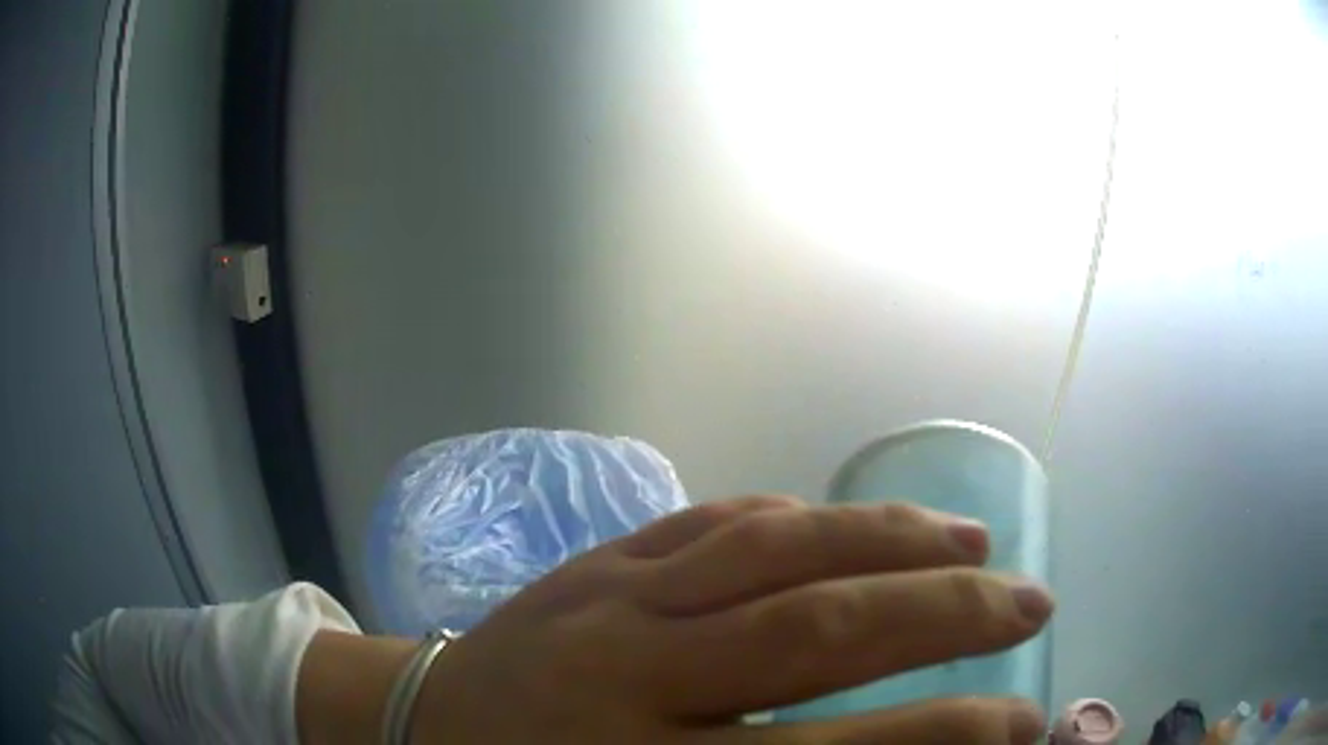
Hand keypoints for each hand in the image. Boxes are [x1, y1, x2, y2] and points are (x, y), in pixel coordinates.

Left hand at [411, 496, 1053, 742]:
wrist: (419, 721)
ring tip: (975, 539)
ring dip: (895, 540)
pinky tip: (855, 525)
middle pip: (824, 631)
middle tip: (1031, 602)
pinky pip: (721, 520)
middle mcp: (636, 672)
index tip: (1024, 722)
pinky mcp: (599, 557)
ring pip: (782, 549)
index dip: (948, 735)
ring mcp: (615, 597)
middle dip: (951, 613)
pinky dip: (806, 518)